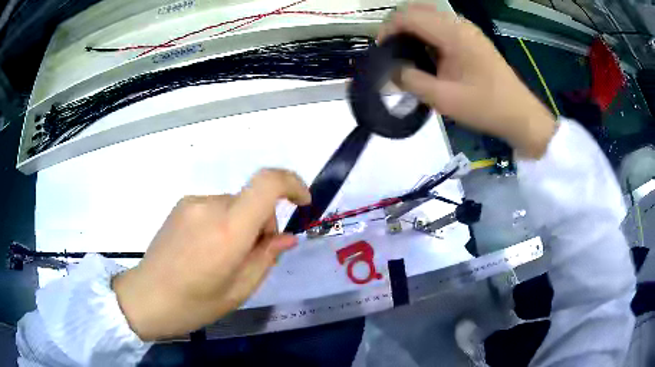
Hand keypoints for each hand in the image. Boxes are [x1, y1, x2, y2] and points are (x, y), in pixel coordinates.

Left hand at [112, 169, 310, 340]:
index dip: (292, 184)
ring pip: (235, 205)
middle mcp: (210, 207)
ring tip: (224, 257)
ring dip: (241, 224)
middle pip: (253, 200)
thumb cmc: (194, 304)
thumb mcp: (239, 290)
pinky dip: (223, 222)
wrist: (147, 297)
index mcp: (228, 230)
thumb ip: (266, 258)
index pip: (267, 184)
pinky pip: (215, 207)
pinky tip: (207, 249)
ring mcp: (192, 203)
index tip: (303, 202)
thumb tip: (286, 237)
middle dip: (263, 223)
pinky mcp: (181, 205)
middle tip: (251, 257)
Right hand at [380, 4, 555, 157]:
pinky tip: (426, 56)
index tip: (381, 52)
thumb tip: (390, 70)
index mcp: (452, 33)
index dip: (388, 30)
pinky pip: (441, 27)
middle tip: (390, 52)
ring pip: (429, 17)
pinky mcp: (472, 38)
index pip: (408, 16)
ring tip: (405, 55)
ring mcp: (467, 30)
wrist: (520, 115)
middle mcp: (458, 24)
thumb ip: (410, 81)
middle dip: (398, 28)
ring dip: (412, 30)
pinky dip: (426, 35)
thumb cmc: (485, 107)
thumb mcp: (444, 99)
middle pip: (417, 11)